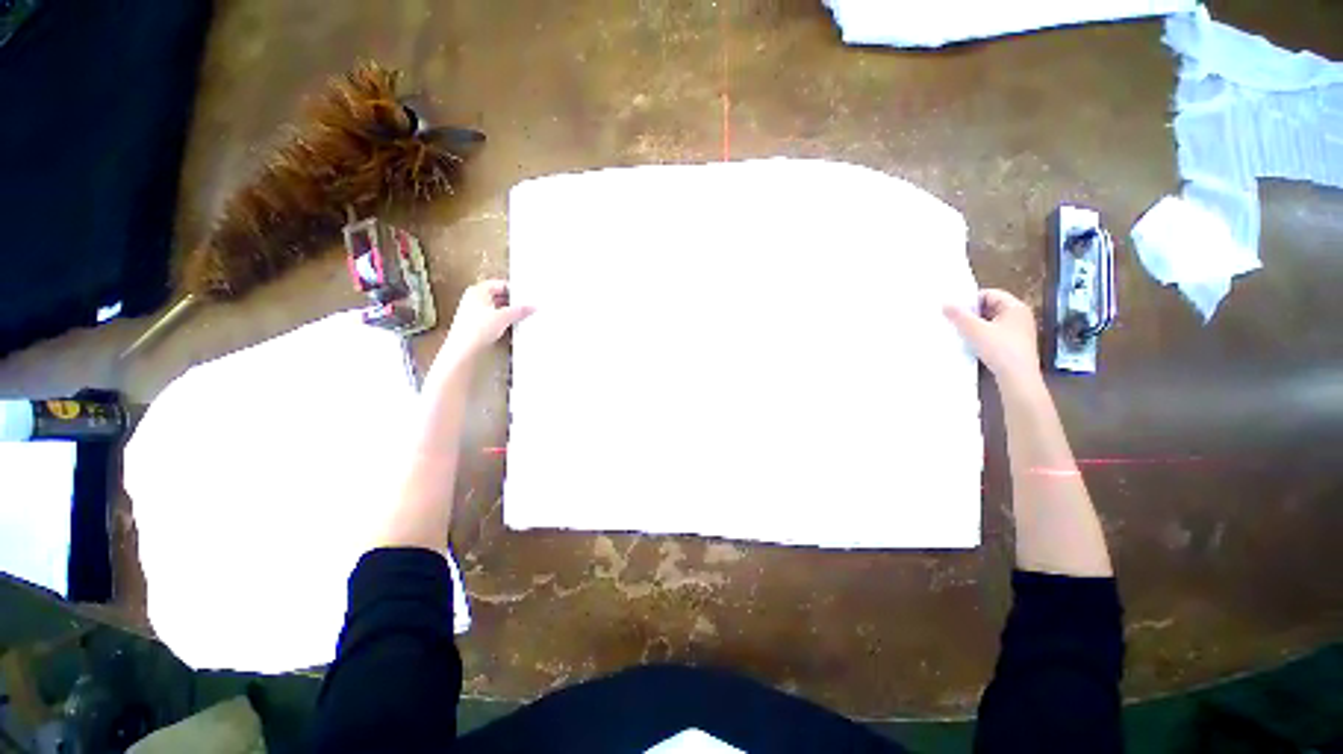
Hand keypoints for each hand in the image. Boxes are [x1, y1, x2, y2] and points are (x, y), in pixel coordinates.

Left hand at [442, 279, 533, 357]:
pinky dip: (498, 322)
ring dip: (505, 314)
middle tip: (524, 308)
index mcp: (478, 290)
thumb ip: (519, 310)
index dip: (514, 291)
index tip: (525, 298)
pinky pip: (489, 320)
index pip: (500, 284)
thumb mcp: (503, 317)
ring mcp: (471, 312)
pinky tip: (507, 329)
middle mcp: (473, 298)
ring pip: (493, 309)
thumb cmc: (478, 329)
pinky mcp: (471, 326)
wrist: (463, 351)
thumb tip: (531, 307)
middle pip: (497, 297)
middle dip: (511, 303)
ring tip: (518, 319)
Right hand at [943, 289, 1041, 387]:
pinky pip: (1000, 340)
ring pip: (995, 326)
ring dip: (980, 331)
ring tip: (966, 338)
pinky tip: (979, 351)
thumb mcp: (977, 332)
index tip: (958, 313)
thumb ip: (960, 317)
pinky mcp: (1020, 352)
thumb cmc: (1002, 351)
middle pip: (992, 310)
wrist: (1020, 384)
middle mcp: (1021, 318)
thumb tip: (945, 304)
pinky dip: (988, 342)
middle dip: (975, 317)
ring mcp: (1022, 336)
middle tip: (959, 325)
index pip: (989, 294)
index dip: (972, 302)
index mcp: (1015, 306)